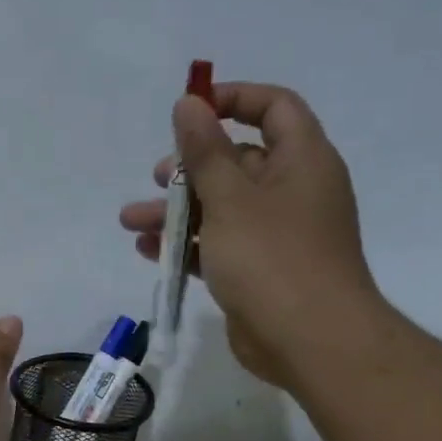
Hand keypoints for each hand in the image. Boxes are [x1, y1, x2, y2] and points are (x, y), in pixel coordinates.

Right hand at [119, 82, 383, 386]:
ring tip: (131, 221)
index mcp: (301, 161)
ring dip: (177, 212)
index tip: (191, 109)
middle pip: (238, 161)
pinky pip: (219, 246)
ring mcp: (276, 235)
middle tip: (158, 178)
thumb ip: (205, 151)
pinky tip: (150, 251)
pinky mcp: (259, 271)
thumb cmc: (272, 258)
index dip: (233, 99)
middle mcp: (292, 191)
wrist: (310, 341)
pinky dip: (188, 244)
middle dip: (191, 168)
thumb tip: (189, 102)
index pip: (274, 107)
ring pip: (221, 208)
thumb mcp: (231, 199)